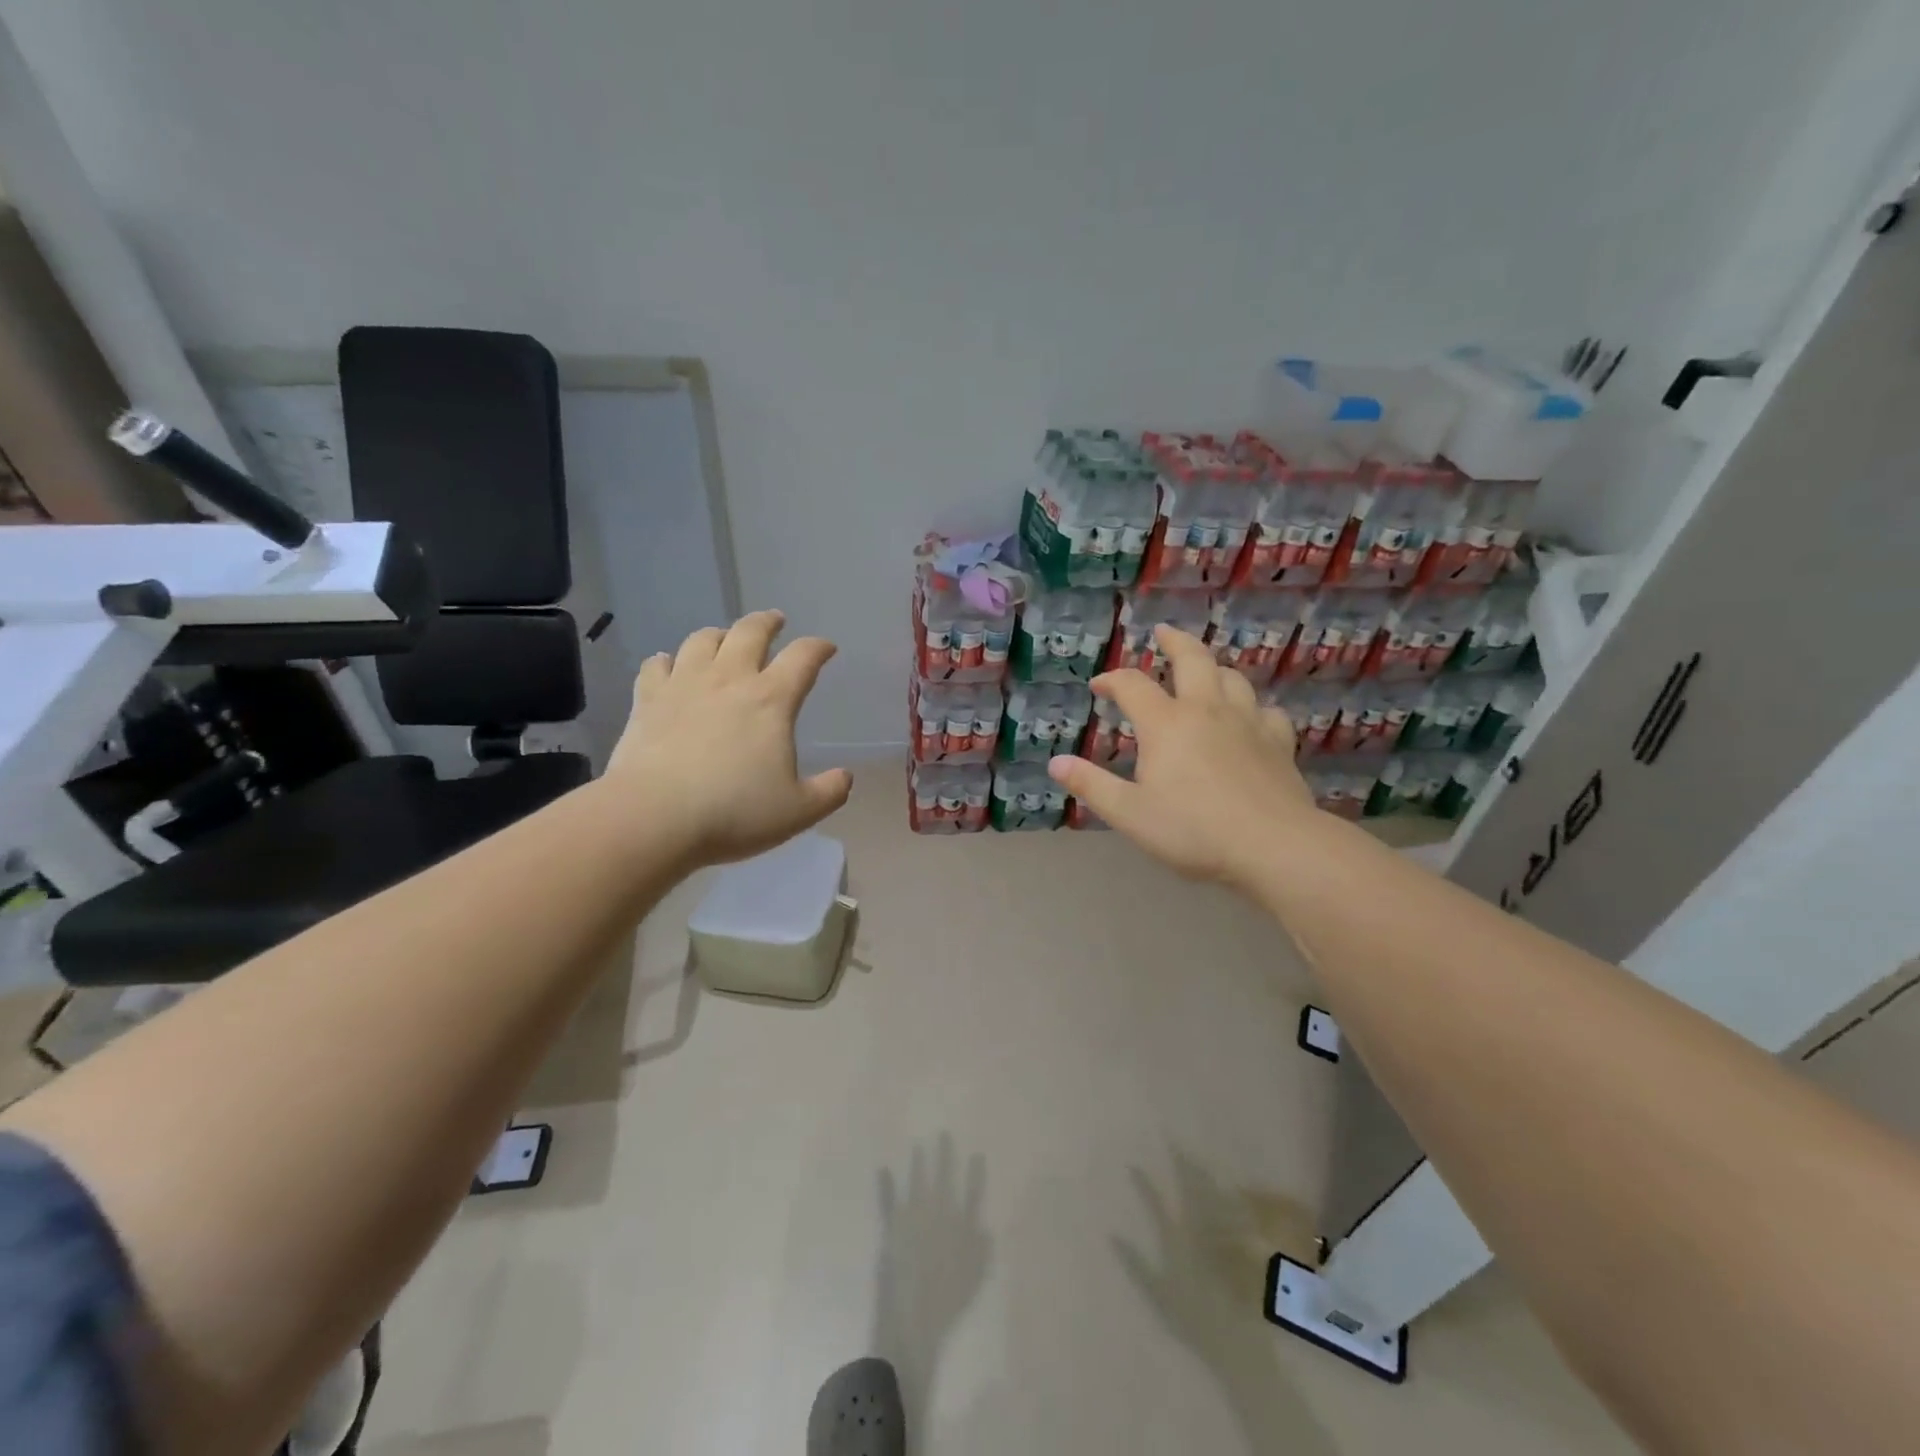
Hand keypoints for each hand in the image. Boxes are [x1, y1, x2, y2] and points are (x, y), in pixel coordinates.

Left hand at [605, 611, 852, 867]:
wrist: (654, 817)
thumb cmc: (734, 812)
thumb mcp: (798, 811)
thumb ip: (829, 792)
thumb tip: (845, 777)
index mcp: (771, 700)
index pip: (803, 658)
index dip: (818, 648)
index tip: (826, 648)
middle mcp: (729, 680)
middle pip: (750, 632)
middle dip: (767, 622)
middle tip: (774, 621)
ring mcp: (683, 685)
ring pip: (702, 640)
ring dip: (719, 634)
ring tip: (724, 639)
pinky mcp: (647, 700)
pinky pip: (656, 665)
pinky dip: (667, 660)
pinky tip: (668, 664)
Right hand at [1047, 626, 1318, 884]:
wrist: (1274, 847)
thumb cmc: (1193, 830)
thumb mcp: (1129, 813)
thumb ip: (1092, 785)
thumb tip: (1055, 763)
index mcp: (1166, 724)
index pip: (1132, 686)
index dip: (1112, 680)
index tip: (1098, 686)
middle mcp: (1207, 710)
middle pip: (1192, 659)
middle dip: (1173, 642)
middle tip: (1162, 633)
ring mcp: (1248, 723)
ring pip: (1232, 677)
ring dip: (1213, 668)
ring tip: (1204, 671)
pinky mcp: (1279, 743)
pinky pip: (1266, 711)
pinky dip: (1252, 706)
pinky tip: (1250, 717)